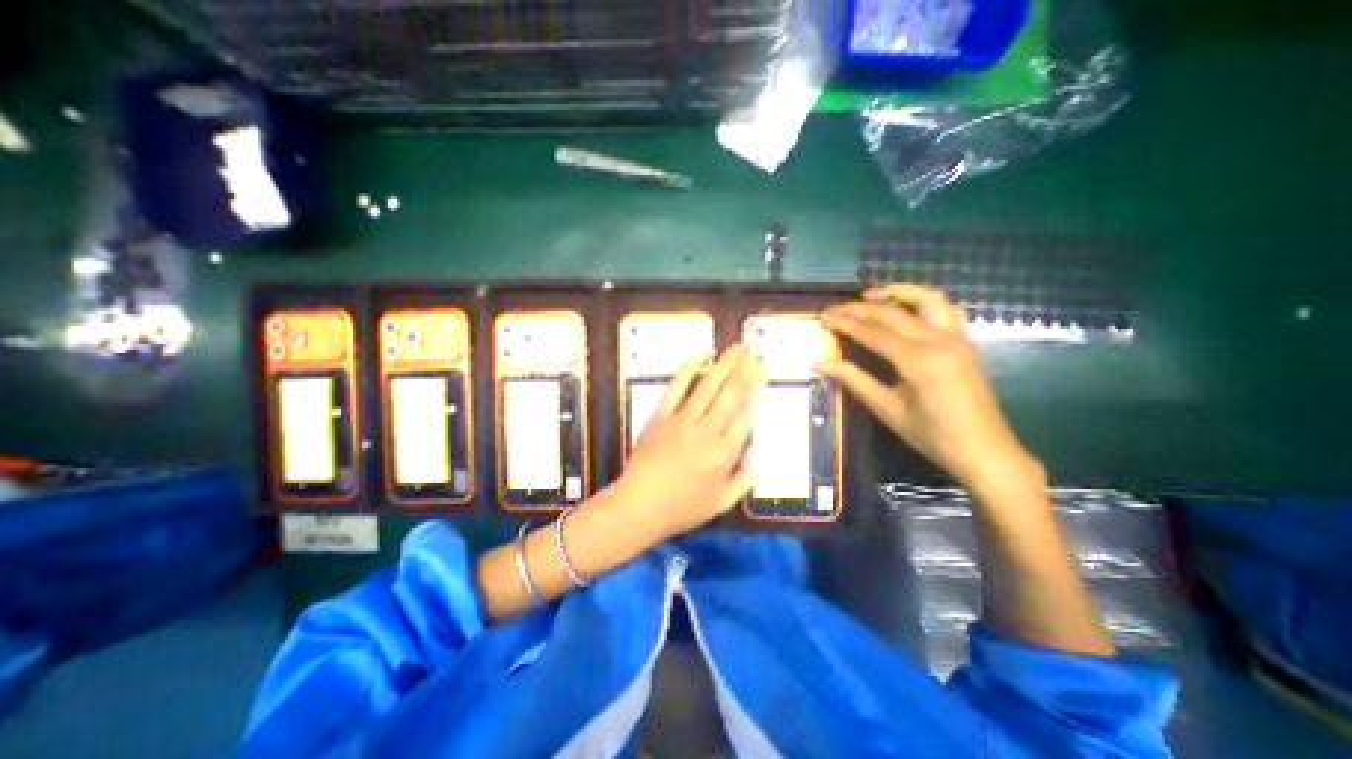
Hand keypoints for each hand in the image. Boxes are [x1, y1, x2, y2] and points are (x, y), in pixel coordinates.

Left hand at [612, 343, 758, 537]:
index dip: (756, 391)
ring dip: (724, 364)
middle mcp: (707, 433)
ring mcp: (682, 422)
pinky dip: (687, 370)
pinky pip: (676, 388)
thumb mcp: (721, 503)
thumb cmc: (681, 508)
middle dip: (744, 369)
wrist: (639, 506)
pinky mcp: (661, 416)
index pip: (745, 415)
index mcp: (724, 455)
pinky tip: (698, 356)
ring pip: (708, 387)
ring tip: (736, 347)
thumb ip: (744, 480)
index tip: (762, 373)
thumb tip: (757, 455)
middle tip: (754, 349)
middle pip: (730, 395)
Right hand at [819, 284, 1036, 496]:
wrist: (984, 450)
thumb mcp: (887, 409)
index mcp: (917, 358)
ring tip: (871, 294)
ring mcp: (956, 337)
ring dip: (897, 291)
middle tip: (834, 309)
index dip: (845, 323)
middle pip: (892, 312)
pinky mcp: (965, 342)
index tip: (823, 316)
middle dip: (859, 308)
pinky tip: (906, 308)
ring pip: (927, 298)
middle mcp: (938, 339)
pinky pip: (944, 309)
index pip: (872, 332)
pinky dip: (921, 301)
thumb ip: (854, 380)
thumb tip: (820, 363)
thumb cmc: (932, 434)